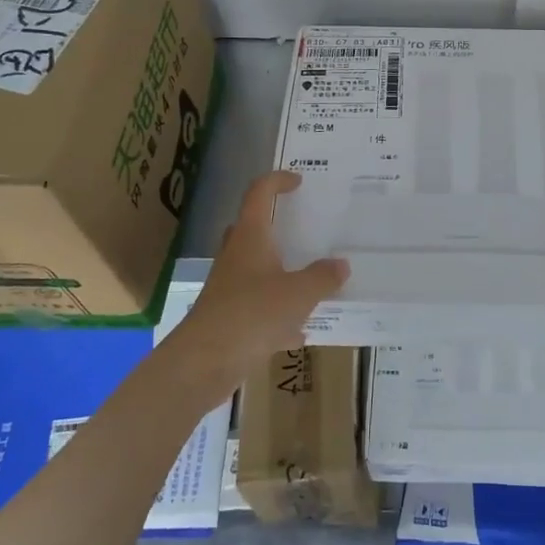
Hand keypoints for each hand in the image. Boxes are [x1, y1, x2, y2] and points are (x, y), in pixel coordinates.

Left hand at [171, 171, 348, 395]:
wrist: (203, 363)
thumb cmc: (252, 314)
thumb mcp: (299, 293)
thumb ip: (323, 276)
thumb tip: (341, 264)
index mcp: (250, 238)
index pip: (259, 194)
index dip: (277, 181)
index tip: (298, 181)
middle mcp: (236, 257)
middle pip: (252, 229)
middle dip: (276, 225)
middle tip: (303, 227)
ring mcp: (229, 288)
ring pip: (256, 269)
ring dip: (280, 269)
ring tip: (311, 277)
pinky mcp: (229, 319)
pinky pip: (258, 306)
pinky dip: (279, 313)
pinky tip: (301, 329)